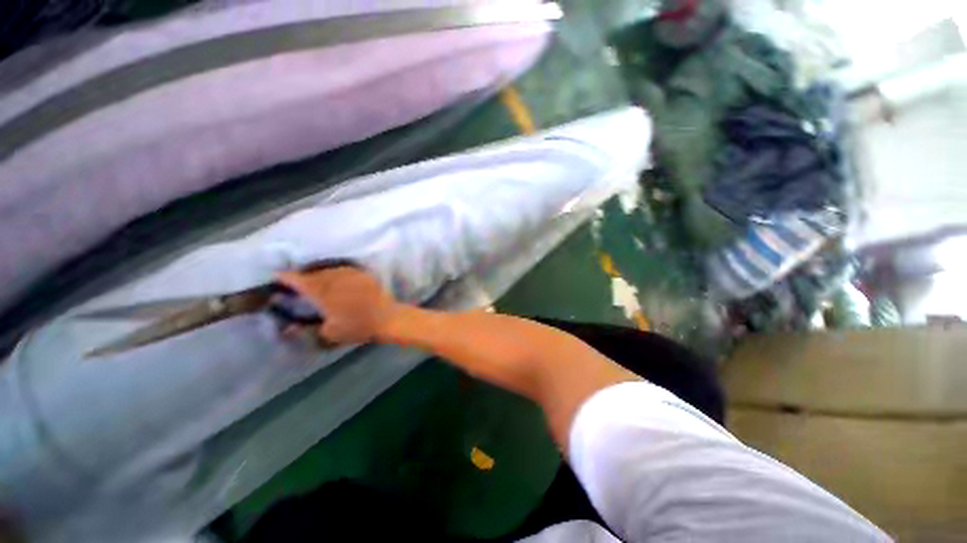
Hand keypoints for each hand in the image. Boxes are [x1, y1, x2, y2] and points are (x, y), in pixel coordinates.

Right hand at [277, 266, 399, 344]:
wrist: (387, 318)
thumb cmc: (358, 327)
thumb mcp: (329, 334)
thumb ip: (306, 330)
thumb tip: (287, 328)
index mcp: (322, 292)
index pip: (298, 280)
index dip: (285, 278)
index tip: (277, 277)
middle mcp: (334, 278)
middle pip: (313, 273)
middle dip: (303, 277)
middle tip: (297, 283)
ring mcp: (350, 274)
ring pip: (328, 269)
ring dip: (319, 274)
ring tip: (316, 281)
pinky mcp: (362, 274)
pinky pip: (344, 270)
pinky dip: (336, 273)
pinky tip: (337, 280)